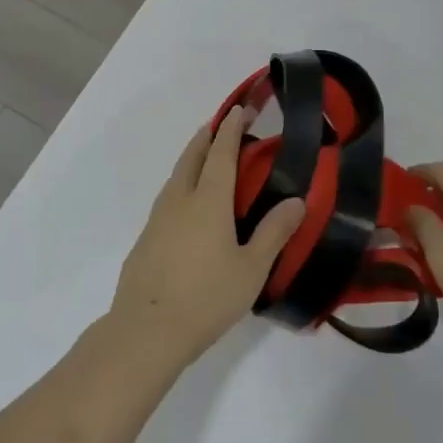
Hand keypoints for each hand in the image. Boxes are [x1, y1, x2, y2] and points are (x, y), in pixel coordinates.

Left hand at [108, 107, 304, 369]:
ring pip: (175, 178)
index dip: (231, 130)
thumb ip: (274, 232)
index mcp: (208, 200)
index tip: (239, 111)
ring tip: (203, 160)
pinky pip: (166, 200)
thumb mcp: (251, 268)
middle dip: (206, 137)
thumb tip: (296, 200)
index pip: (221, 153)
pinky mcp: (145, 240)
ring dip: (190, 160)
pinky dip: (180, 187)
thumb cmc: (207, 297)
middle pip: (191, 157)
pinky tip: (186, 207)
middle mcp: (180, 200)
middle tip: (219, 126)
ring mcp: (157, 219)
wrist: (146, 331)